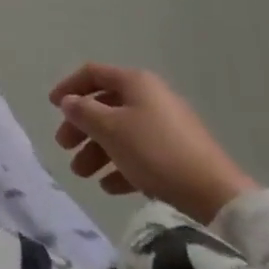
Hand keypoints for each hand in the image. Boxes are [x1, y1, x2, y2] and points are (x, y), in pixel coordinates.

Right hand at [50, 63, 256, 223]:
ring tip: (83, 174)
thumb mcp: (111, 129)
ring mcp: (167, 126)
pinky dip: (121, 165)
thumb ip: (84, 112)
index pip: (92, 74)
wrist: (216, 194)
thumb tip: (69, 101)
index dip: (69, 87)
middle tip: (64, 147)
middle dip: (82, 127)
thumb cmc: (156, 152)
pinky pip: (140, 154)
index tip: (52, 106)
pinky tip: (109, 187)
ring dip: (98, 151)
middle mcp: (150, 98)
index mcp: (135, 82)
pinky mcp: (178, 155)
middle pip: (105, 105)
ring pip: (121, 132)